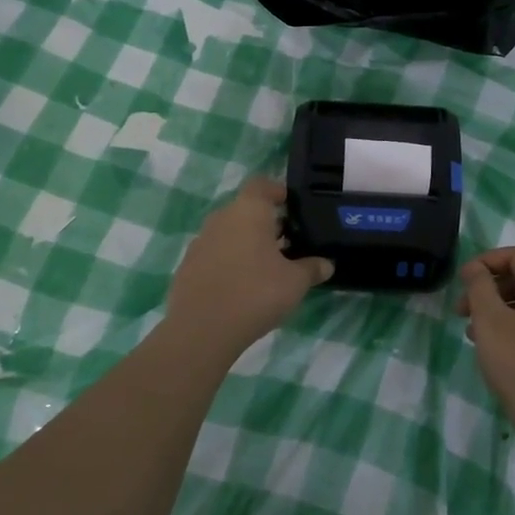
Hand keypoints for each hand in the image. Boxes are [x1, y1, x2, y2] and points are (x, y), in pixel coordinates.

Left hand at [165, 176, 332, 358]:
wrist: (201, 330)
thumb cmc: (255, 293)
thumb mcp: (295, 282)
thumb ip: (312, 268)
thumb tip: (326, 264)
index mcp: (248, 210)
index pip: (262, 185)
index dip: (278, 191)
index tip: (292, 207)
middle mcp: (221, 218)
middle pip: (245, 209)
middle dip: (266, 222)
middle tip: (287, 242)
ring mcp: (201, 241)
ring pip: (229, 232)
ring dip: (246, 243)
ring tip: (266, 266)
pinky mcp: (188, 266)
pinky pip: (214, 254)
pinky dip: (229, 262)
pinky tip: (241, 286)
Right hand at [457, 247, 514, 440]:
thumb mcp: (490, 320)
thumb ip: (479, 286)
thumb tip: (476, 269)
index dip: (485, 261)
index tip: (462, 281)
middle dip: (487, 288)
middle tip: (461, 311)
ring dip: (496, 310)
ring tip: (472, 334)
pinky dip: (511, 327)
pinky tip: (494, 351)